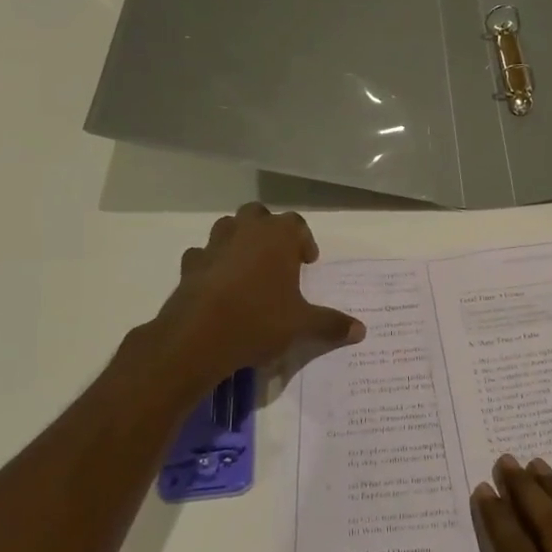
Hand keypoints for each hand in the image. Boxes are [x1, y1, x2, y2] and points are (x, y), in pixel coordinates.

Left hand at [152, 203, 364, 389]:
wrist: (199, 336)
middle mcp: (245, 230)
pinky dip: (212, 264)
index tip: (308, 263)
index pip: (296, 224)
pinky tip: (219, 285)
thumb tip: (361, 331)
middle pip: (258, 215)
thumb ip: (331, 324)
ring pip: (228, 228)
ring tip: (249, 269)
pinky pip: (204, 255)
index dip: (304, 241)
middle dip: (269, 231)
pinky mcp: (190, 265)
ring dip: (239, 241)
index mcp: (278, 236)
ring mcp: (214, 245)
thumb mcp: (302, 325)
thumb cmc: (260, 320)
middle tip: (278, 259)